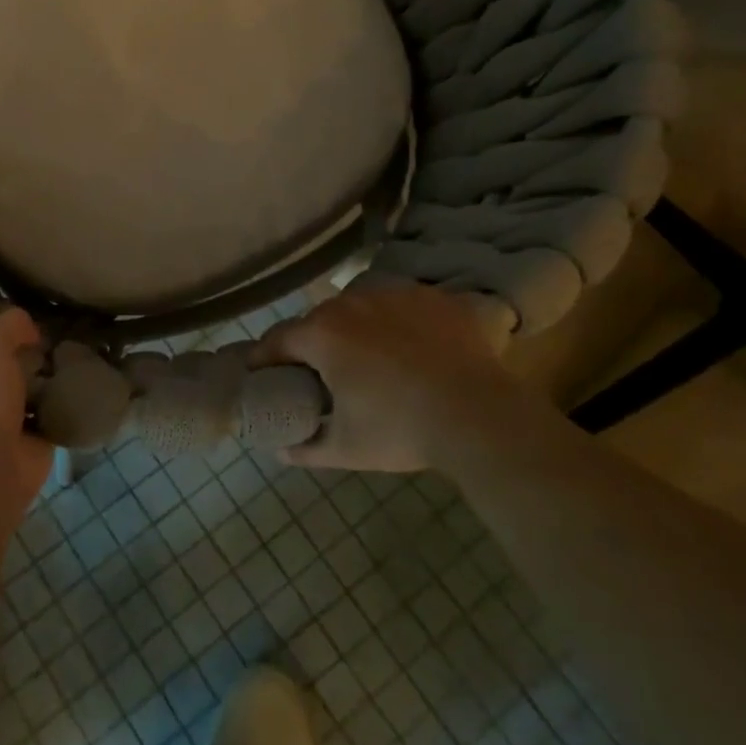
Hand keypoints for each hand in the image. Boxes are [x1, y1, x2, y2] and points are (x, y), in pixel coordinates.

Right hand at [254, 283, 542, 472]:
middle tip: (321, 373)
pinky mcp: (433, 298)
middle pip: (319, 320)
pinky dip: (399, 323)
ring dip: (356, 328)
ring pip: (361, 308)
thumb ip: (305, 448)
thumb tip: (280, 449)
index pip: (277, 340)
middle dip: (313, 344)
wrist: (481, 416)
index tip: (264, 374)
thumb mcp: (346, 448)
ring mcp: (395, 294)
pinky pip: (403, 306)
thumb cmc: (401, 430)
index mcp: (322, 334)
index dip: (266, 358)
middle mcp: (351, 303)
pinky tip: (412, 347)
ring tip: (371, 358)